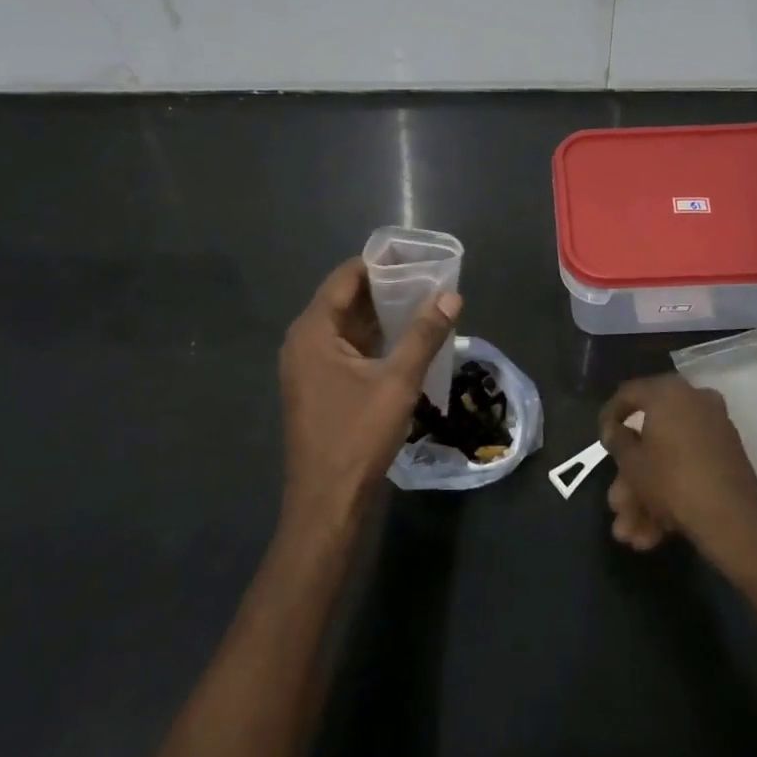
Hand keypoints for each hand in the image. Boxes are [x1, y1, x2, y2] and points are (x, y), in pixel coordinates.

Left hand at [278, 256, 460, 527]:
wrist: (328, 502)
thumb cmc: (357, 436)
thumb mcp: (398, 382)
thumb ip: (424, 334)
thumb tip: (451, 295)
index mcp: (313, 331)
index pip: (346, 277)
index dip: (380, 262)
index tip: (416, 254)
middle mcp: (305, 342)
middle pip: (346, 299)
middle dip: (386, 286)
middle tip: (428, 276)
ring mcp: (310, 367)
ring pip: (349, 325)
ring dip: (383, 314)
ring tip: (425, 301)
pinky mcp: (320, 387)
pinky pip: (348, 348)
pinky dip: (375, 339)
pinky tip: (408, 339)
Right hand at [600, 375, 756, 566]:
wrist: (733, 519)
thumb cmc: (671, 480)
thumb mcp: (631, 462)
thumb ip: (617, 440)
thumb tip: (616, 429)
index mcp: (668, 392)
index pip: (628, 394)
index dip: (609, 417)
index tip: (601, 441)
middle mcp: (694, 401)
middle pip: (650, 436)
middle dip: (630, 478)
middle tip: (616, 504)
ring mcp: (714, 429)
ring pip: (669, 459)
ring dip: (646, 496)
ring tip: (631, 535)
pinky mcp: (728, 457)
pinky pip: (690, 468)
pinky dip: (671, 495)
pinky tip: (654, 533)